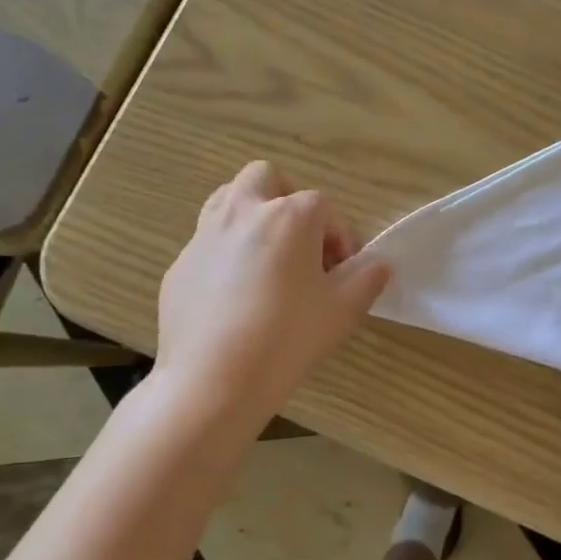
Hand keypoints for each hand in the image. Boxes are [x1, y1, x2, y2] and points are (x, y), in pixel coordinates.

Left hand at [152, 162, 390, 430]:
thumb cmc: (288, 339)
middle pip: (267, 178)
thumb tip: (380, 264)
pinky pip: (208, 243)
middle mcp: (243, 213)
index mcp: (289, 217)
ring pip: (228, 199)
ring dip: (253, 216)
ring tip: (268, 260)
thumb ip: (368, 279)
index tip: (343, 271)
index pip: (325, 207)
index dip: (341, 237)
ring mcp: (204, 236)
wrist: (213, 381)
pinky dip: (227, 254)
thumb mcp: (343, 311)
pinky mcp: (180, 266)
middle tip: (302, 245)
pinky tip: (235, 297)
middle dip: (288, 201)